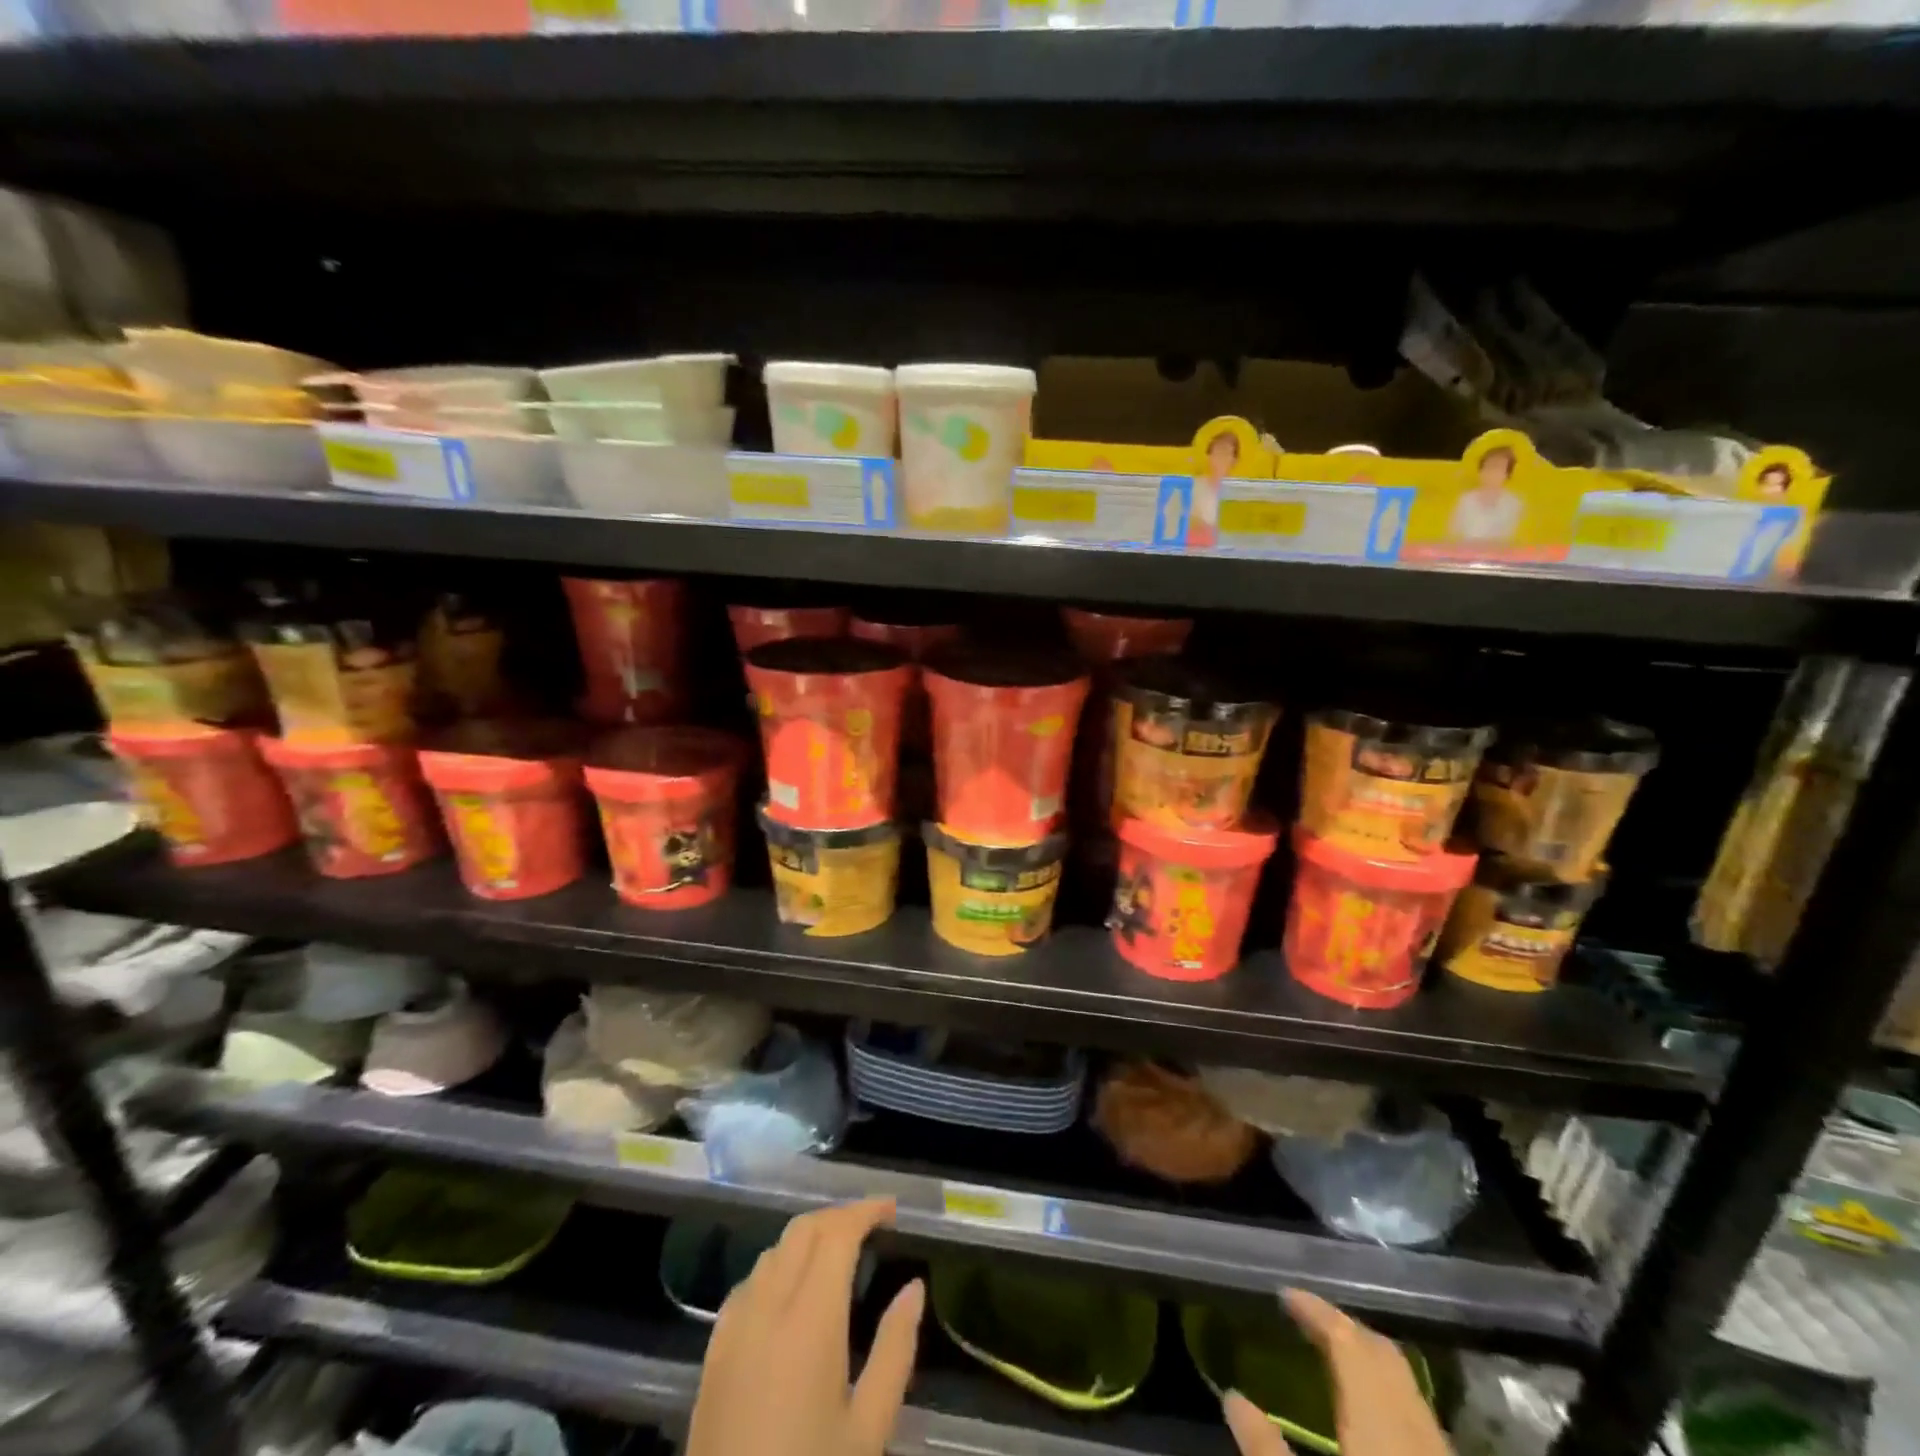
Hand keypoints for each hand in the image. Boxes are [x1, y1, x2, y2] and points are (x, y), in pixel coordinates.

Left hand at [687, 1199, 924, 1455]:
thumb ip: (895, 1350)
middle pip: (802, 1230)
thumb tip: (914, 1287)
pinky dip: (777, 1267)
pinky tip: (791, 1294)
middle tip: (872, 1228)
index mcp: (810, 1318)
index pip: (837, 1233)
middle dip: (839, 1217)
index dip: (866, 1210)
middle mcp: (768, 1306)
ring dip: (807, 1239)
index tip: (893, 1210)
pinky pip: (748, 1284)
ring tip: (837, 1256)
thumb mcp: (869, 1429)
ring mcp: (733, 1327)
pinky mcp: (713, 1352)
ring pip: (773, 1251)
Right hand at [1223, 1290, 1450, 1455]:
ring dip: (1368, 1360)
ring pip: (1405, 1384)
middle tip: (1306, 1319)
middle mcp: (1414, 1429)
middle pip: (1383, 1354)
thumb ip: (1266, 1452)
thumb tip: (1233, 1399)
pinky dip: (1386, 1394)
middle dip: (1344, 1328)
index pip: (1346, 1340)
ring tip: (1331, 1356)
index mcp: (1377, 1422)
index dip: (1315, 1311)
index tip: (1284, 1296)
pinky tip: (1369, 1416)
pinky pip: (1417, 1416)